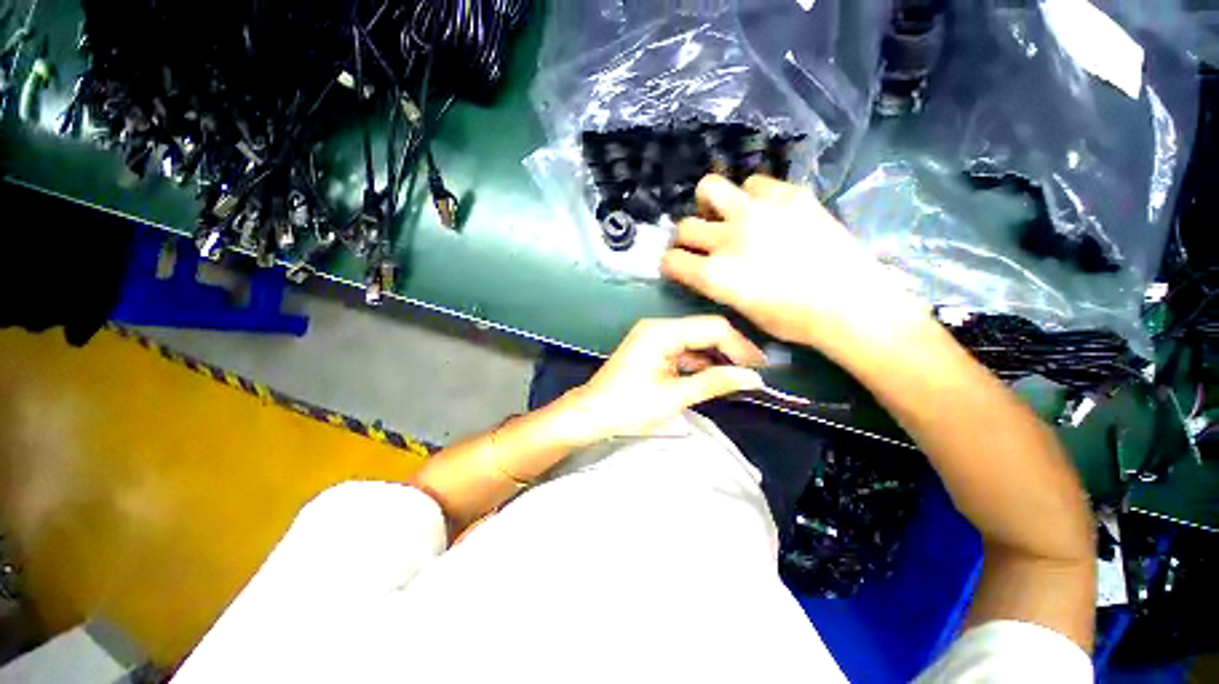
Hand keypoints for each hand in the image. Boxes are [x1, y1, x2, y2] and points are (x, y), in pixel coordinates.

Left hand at [556, 316, 766, 441]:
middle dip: (730, 351)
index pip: (712, 328)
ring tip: (739, 377)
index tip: (760, 368)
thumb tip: (752, 378)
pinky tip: (714, 376)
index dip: (739, 346)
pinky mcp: (652, 347)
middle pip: (704, 330)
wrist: (591, 414)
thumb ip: (714, 383)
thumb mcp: (674, 397)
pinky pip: (683, 349)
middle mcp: (658, 326)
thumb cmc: (628, 407)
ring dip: (716, 357)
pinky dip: (700, 362)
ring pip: (695, 340)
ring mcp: (653, 336)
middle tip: (754, 373)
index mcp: (661, 332)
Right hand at [660, 175, 926, 351]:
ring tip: (730, 216)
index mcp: (715, 274)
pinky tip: (766, 211)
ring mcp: (758, 211)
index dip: (671, 263)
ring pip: (711, 187)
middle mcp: (728, 238)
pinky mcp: (789, 195)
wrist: (851, 304)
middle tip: (703, 242)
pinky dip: (752, 196)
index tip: (680, 265)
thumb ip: (715, 284)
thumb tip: (704, 266)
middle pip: (684, 226)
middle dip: (686, 237)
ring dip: (713, 204)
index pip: (671, 260)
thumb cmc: (793, 320)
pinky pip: (755, 183)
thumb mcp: (741, 309)